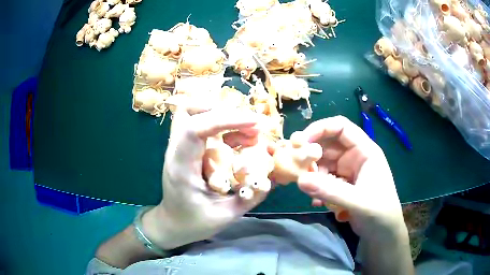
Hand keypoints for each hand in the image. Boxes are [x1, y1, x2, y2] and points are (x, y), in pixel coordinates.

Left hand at [142, 107, 268, 249]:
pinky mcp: (186, 148)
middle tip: (250, 124)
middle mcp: (176, 151)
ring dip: (223, 115)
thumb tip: (270, 179)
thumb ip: (248, 198)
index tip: (255, 123)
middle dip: (222, 110)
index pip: (195, 129)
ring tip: (250, 131)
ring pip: (193, 112)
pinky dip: (222, 125)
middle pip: (189, 110)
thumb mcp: (224, 216)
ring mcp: (179, 147)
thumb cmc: (193, 222)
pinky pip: (200, 124)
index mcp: (181, 167)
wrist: (172, 224)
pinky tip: (240, 139)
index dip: (225, 119)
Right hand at [296, 116, 406, 240]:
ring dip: (314, 177)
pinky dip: (318, 189)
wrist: (383, 233)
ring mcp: (348, 172)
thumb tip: (300, 180)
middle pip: (328, 146)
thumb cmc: (379, 212)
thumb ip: (330, 191)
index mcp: (365, 151)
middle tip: (296, 170)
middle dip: (311, 156)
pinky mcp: (342, 185)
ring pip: (324, 165)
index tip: (301, 141)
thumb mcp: (358, 201)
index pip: (341, 127)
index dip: (320, 128)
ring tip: (312, 194)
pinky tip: (318, 203)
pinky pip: (324, 181)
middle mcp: (355, 157)